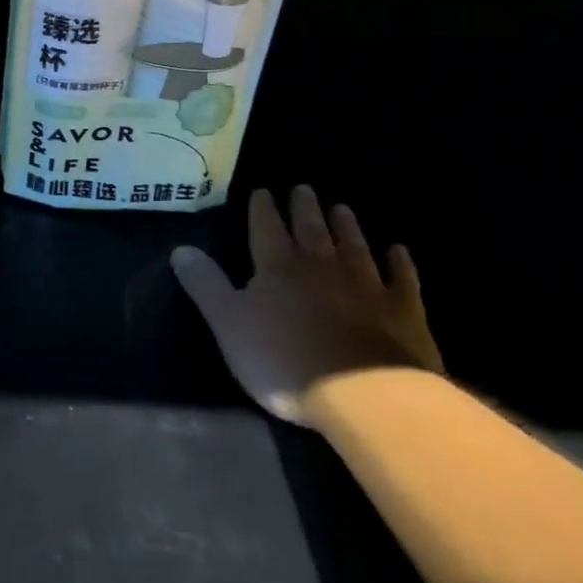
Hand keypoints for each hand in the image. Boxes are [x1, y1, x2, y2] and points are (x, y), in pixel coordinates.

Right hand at [170, 186, 442, 425]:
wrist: (364, 394)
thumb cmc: (285, 360)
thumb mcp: (228, 324)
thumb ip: (206, 285)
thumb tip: (180, 248)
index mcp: (278, 268)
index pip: (266, 228)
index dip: (262, 209)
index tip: (262, 191)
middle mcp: (322, 266)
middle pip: (312, 230)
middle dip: (304, 208)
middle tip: (304, 188)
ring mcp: (367, 285)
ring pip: (354, 246)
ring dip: (347, 226)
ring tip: (341, 208)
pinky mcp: (403, 310)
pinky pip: (401, 278)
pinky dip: (399, 263)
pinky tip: (398, 250)